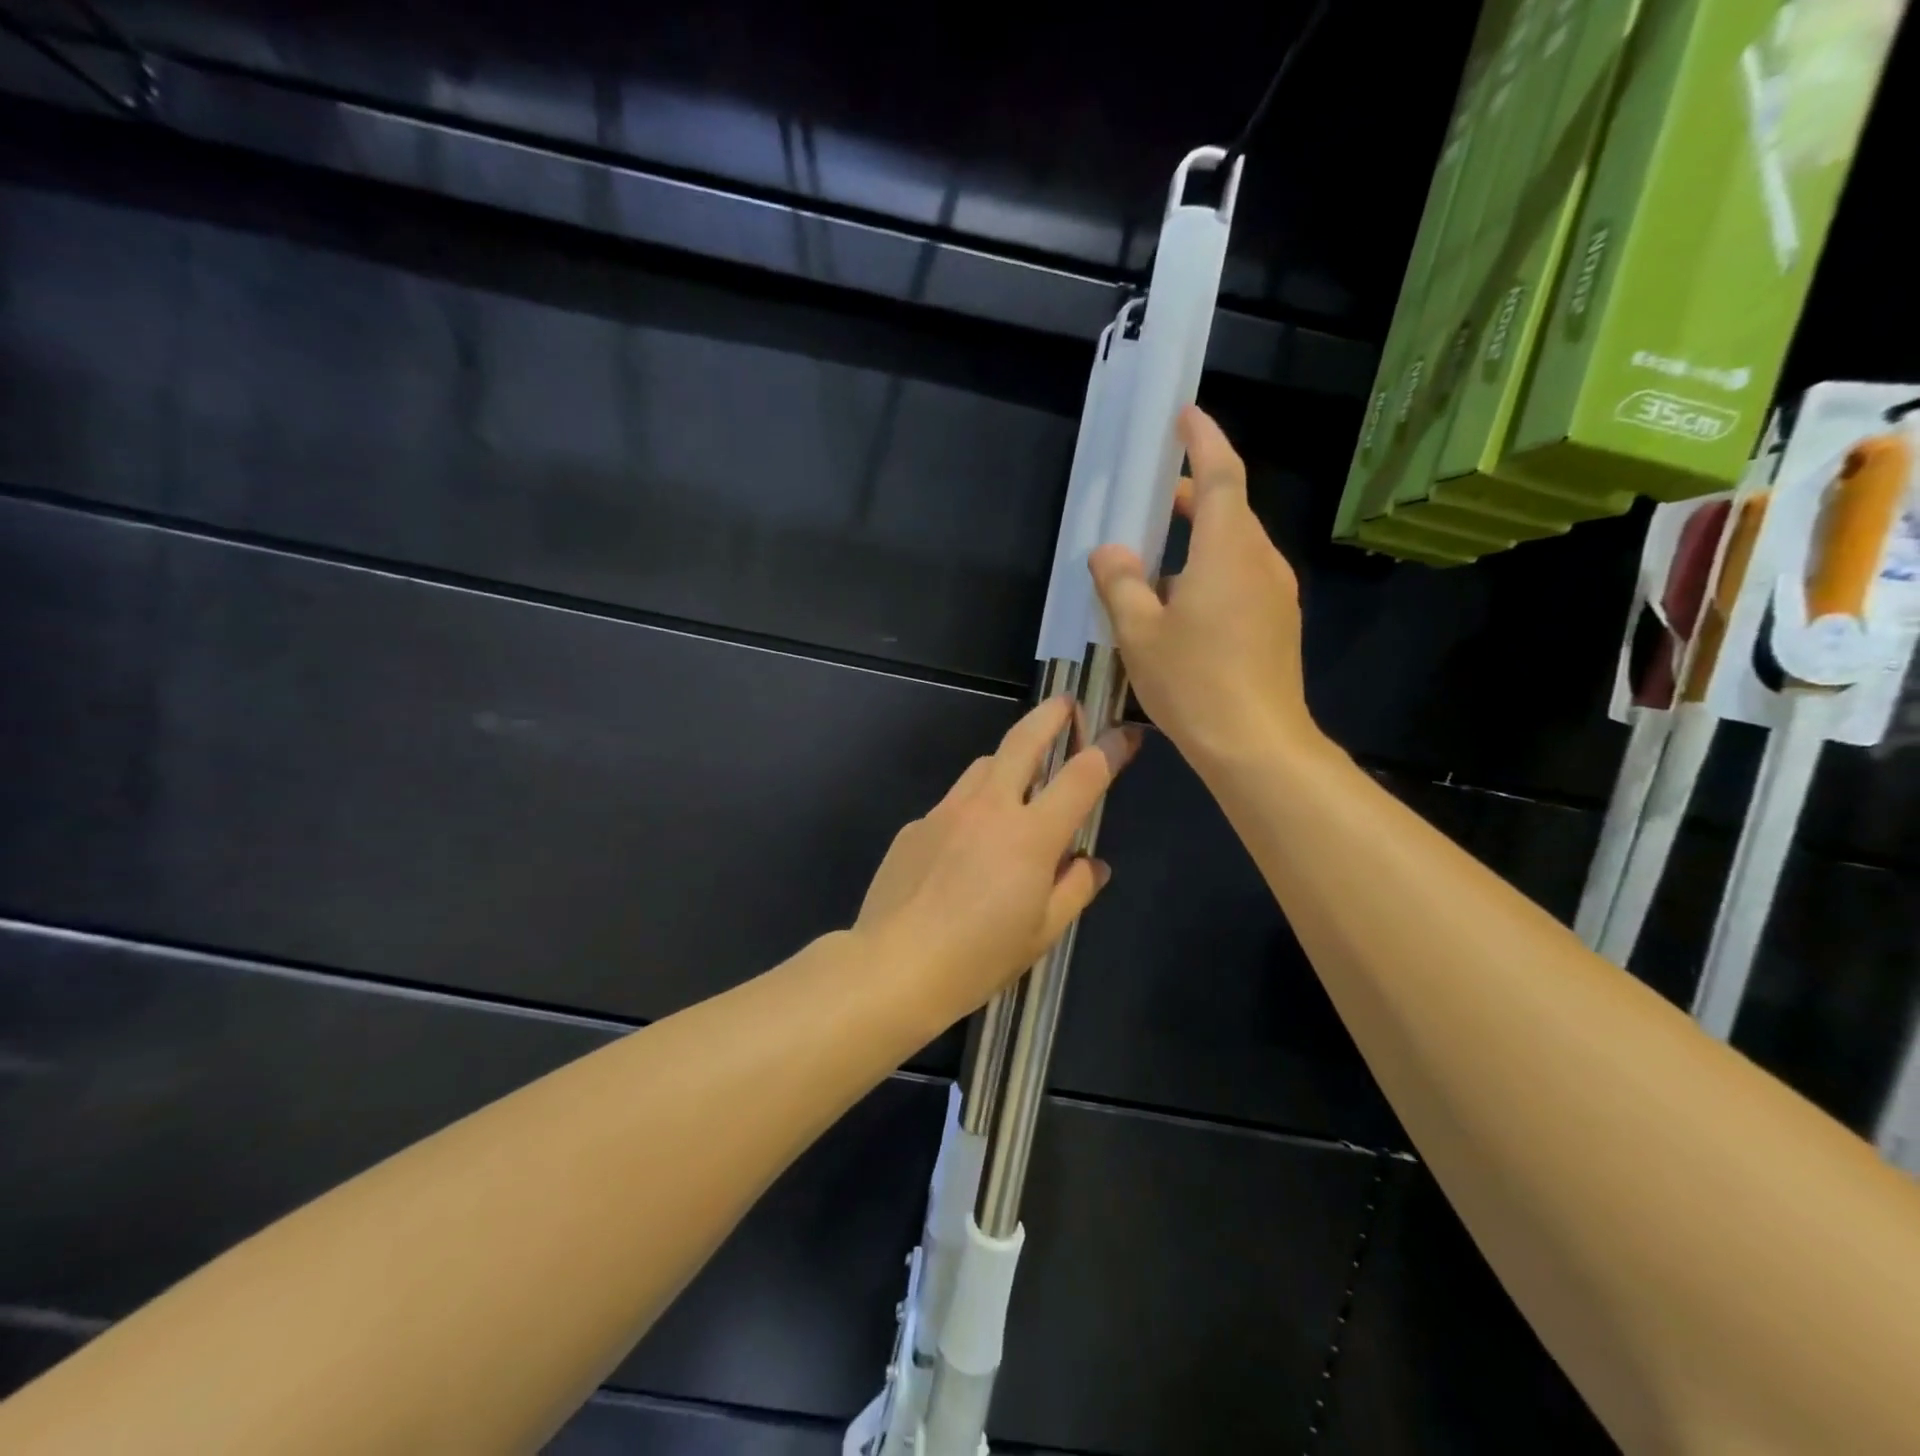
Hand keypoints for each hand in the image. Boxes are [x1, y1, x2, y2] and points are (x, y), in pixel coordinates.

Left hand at [854, 696, 1137, 1023]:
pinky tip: (964, 846)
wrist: (892, 967)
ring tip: (1018, 779)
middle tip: (1067, 704)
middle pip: (1024, 741)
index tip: (1126, 735)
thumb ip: (1074, 889)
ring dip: (1007, 760)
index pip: (1082, 776)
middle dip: (1051, 715)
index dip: (1110, 750)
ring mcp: (946, 811)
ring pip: (983, 765)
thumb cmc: (977, 958)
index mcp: (1030, 835)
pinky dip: (971, 808)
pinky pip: (953, 803)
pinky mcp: (915, 825)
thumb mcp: (1041, 933)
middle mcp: (988, 808)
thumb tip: (1092, 862)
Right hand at [1089, 406, 1320, 770]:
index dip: (1203, 440)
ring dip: (1198, 539)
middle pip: (1228, 510)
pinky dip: (1211, 570)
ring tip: (1154, 561)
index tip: (1185, 415)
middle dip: (1192, 494)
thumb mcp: (1139, 633)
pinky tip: (1180, 605)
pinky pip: (1242, 578)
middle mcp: (1261, 561)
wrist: (1257, 745)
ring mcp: (1277, 594)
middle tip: (1151, 497)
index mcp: (1228, 551)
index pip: (1221, 476)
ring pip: (1235, 547)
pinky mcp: (1279, 623)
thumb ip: (1121, 583)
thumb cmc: (1194, 682)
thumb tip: (1109, 552)